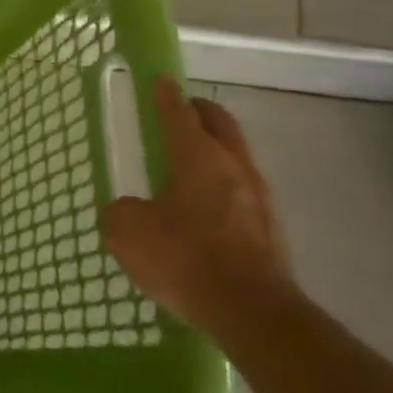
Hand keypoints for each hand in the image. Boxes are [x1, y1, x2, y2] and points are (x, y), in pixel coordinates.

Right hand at [102, 77, 295, 335]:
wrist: (251, 312)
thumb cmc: (184, 258)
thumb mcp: (127, 232)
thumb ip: (122, 211)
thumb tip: (130, 210)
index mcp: (197, 157)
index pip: (179, 114)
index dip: (166, 95)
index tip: (161, 80)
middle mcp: (233, 168)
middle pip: (220, 125)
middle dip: (200, 112)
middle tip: (182, 109)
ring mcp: (259, 200)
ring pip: (236, 158)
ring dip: (216, 151)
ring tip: (190, 161)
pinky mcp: (270, 231)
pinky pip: (243, 193)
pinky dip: (223, 187)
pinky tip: (205, 208)